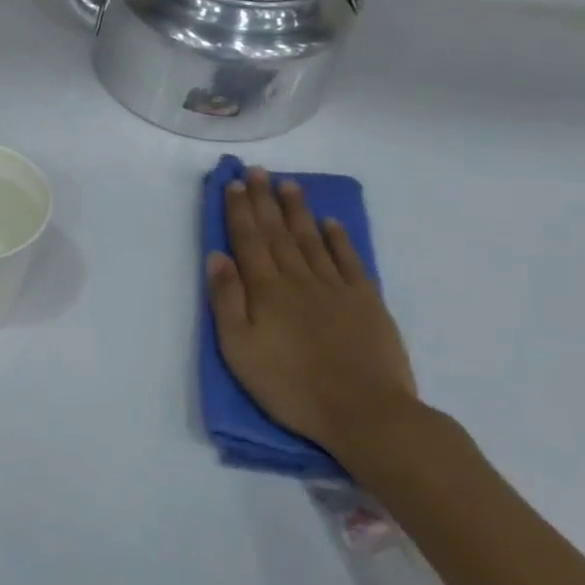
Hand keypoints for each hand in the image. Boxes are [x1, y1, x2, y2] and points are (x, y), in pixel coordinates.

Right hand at [206, 167, 420, 463]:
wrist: (365, 413)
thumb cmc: (291, 386)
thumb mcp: (239, 350)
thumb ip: (227, 300)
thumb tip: (217, 256)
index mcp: (266, 290)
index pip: (249, 240)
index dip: (239, 209)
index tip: (233, 183)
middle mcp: (299, 279)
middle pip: (278, 232)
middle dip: (265, 199)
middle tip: (258, 171)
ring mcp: (336, 288)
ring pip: (312, 239)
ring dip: (298, 210)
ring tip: (289, 184)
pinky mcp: (366, 302)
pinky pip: (349, 260)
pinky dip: (338, 238)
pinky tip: (330, 223)